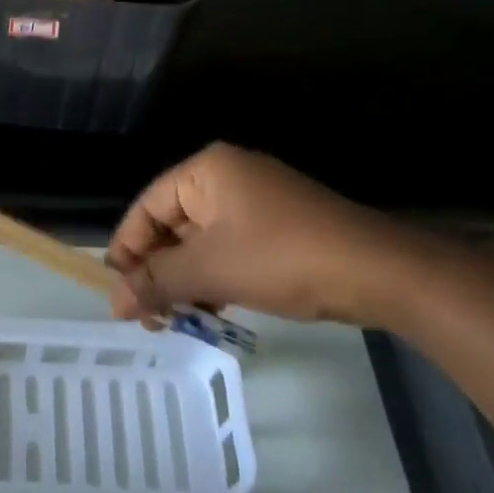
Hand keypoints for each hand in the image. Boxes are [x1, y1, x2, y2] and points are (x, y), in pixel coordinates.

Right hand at [106, 143, 435, 328]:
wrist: (379, 272)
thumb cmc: (283, 258)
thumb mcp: (211, 270)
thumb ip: (157, 281)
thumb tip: (114, 300)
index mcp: (206, 170)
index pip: (147, 207)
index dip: (127, 251)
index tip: (117, 294)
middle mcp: (226, 176)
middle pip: (172, 224)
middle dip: (158, 271)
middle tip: (149, 318)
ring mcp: (256, 200)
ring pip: (201, 241)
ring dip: (186, 280)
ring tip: (178, 322)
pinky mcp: (278, 226)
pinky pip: (230, 248)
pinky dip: (215, 277)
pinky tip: (213, 311)